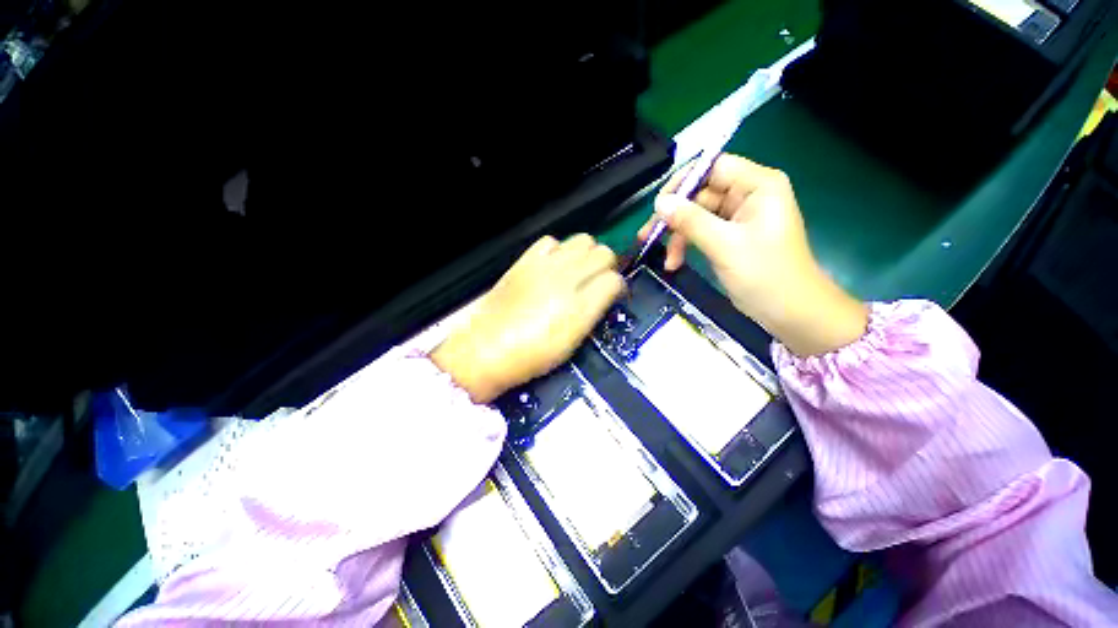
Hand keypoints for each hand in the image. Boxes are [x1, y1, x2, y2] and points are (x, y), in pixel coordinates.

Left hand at [431, 235, 624, 402]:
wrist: (485, 349)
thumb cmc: (531, 356)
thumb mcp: (571, 344)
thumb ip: (591, 315)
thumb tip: (602, 297)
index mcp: (580, 308)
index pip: (615, 281)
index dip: (618, 287)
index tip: (612, 294)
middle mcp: (567, 281)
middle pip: (604, 253)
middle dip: (606, 266)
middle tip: (596, 281)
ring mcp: (545, 267)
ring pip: (583, 240)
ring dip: (586, 254)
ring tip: (576, 270)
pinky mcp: (525, 261)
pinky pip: (550, 242)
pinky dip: (557, 251)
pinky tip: (552, 265)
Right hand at [638, 154, 867, 356]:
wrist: (790, 312)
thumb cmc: (765, 275)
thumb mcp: (724, 245)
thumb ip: (690, 221)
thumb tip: (659, 202)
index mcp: (757, 186)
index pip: (713, 167)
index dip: (683, 182)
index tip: (658, 205)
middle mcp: (748, 195)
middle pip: (700, 194)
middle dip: (674, 217)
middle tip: (647, 235)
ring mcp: (738, 217)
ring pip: (696, 216)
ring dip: (677, 236)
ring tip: (665, 259)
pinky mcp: (730, 236)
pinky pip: (700, 232)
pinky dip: (686, 246)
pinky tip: (674, 263)